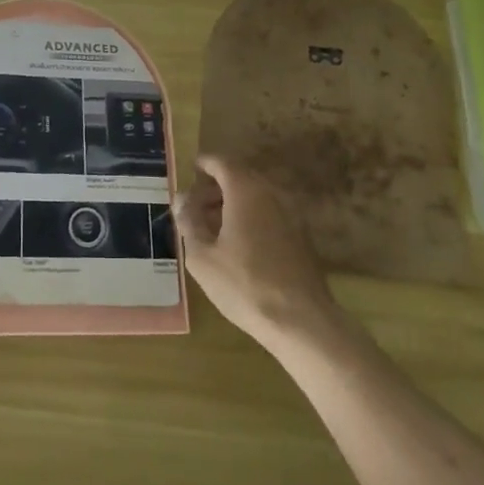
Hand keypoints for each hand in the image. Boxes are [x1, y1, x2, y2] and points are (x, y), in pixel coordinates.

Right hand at [175, 154, 339, 352]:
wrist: (301, 321)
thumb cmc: (244, 284)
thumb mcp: (202, 256)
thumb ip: (189, 222)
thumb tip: (181, 200)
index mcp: (245, 191)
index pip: (222, 162)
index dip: (205, 164)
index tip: (191, 170)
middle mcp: (271, 194)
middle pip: (240, 178)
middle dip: (216, 187)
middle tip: (195, 205)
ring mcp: (291, 214)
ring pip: (256, 197)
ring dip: (233, 204)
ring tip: (212, 228)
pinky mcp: (301, 236)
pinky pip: (270, 214)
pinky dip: (251, 218)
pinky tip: (238, 244)